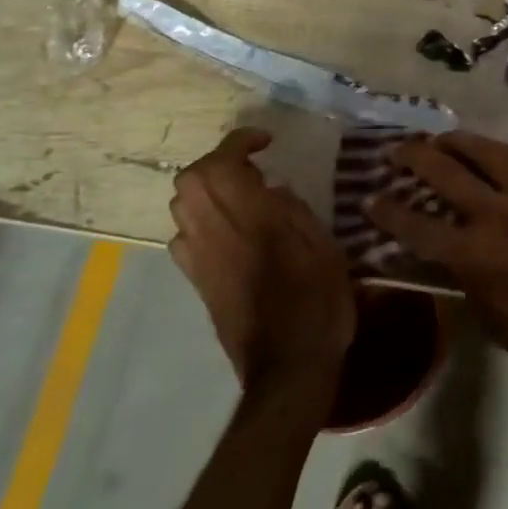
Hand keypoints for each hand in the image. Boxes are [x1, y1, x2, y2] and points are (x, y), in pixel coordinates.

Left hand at [169, 128, 355, 401]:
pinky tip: (228, 231)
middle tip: (251, 167)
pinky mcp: (198, 282)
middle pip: (191, 179)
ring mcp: (201, 259)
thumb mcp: (325, 249)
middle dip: (217, 162)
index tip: (265, 141)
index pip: (223, 164)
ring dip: (206, 189)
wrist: (288, 367)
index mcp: (253, 220)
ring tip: (241, 195)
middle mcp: (217, 233)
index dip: (238, 142)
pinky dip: (200, 221)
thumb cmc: (319, 304)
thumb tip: (273, 189)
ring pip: (181, 206)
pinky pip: (183, 237)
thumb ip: (296, 212)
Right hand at [365, 131, 507, 379]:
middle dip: (413, 157)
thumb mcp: (491, 318)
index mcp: (473, 254)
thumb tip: (444, 260)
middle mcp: (494, 214)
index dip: (388, 212)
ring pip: (483, 152)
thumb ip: (463, 282)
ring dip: (455, 141)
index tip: (369, 199)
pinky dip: (498, 148)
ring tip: (439, 137)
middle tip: (396, 149)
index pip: (416, 226)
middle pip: (444, 173)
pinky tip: (489, 146)